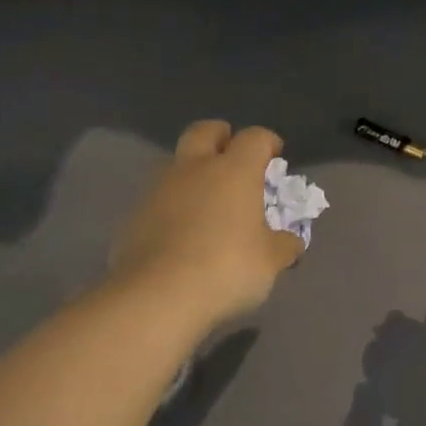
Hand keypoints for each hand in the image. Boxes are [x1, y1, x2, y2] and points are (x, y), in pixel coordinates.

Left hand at [109, 120, 304, 335]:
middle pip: (204, 131)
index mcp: (234, 171)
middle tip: (232, 155)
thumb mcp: (269, 262)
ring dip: (191, 171)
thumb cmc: (227, 268)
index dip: (267, 142)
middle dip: (220, 136)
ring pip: (175, 163)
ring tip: (204, 198)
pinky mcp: (134, 215)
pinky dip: (171, 205)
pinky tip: (179, 230)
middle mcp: (194, 168)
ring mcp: (158, 189)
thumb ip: (282, 246)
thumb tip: (291, 242)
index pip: (254, 138)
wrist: (158, 294)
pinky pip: (157, 198)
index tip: (275, 155)